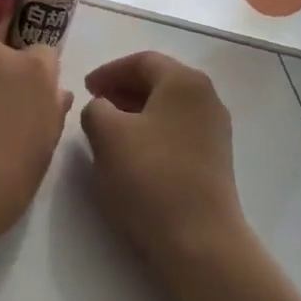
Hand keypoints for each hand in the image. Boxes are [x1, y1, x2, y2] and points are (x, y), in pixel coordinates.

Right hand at [80, 51, 247, 278]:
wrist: (199, 239)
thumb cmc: (149, 177)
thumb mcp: (106, 135)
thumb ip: (95, 109)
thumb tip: (103, 108)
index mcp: (184, 81)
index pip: (142, 61)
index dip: (109, 71)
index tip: (85, 88)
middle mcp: (206, 96)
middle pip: (159, 80)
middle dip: (123, 89)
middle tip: (95, 105)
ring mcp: (215, 128)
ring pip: (168, 106)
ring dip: (136, 111)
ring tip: (108, 130)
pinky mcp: (215, 157)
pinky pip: (177, 129)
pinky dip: (152, 130)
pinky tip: (133, 153)